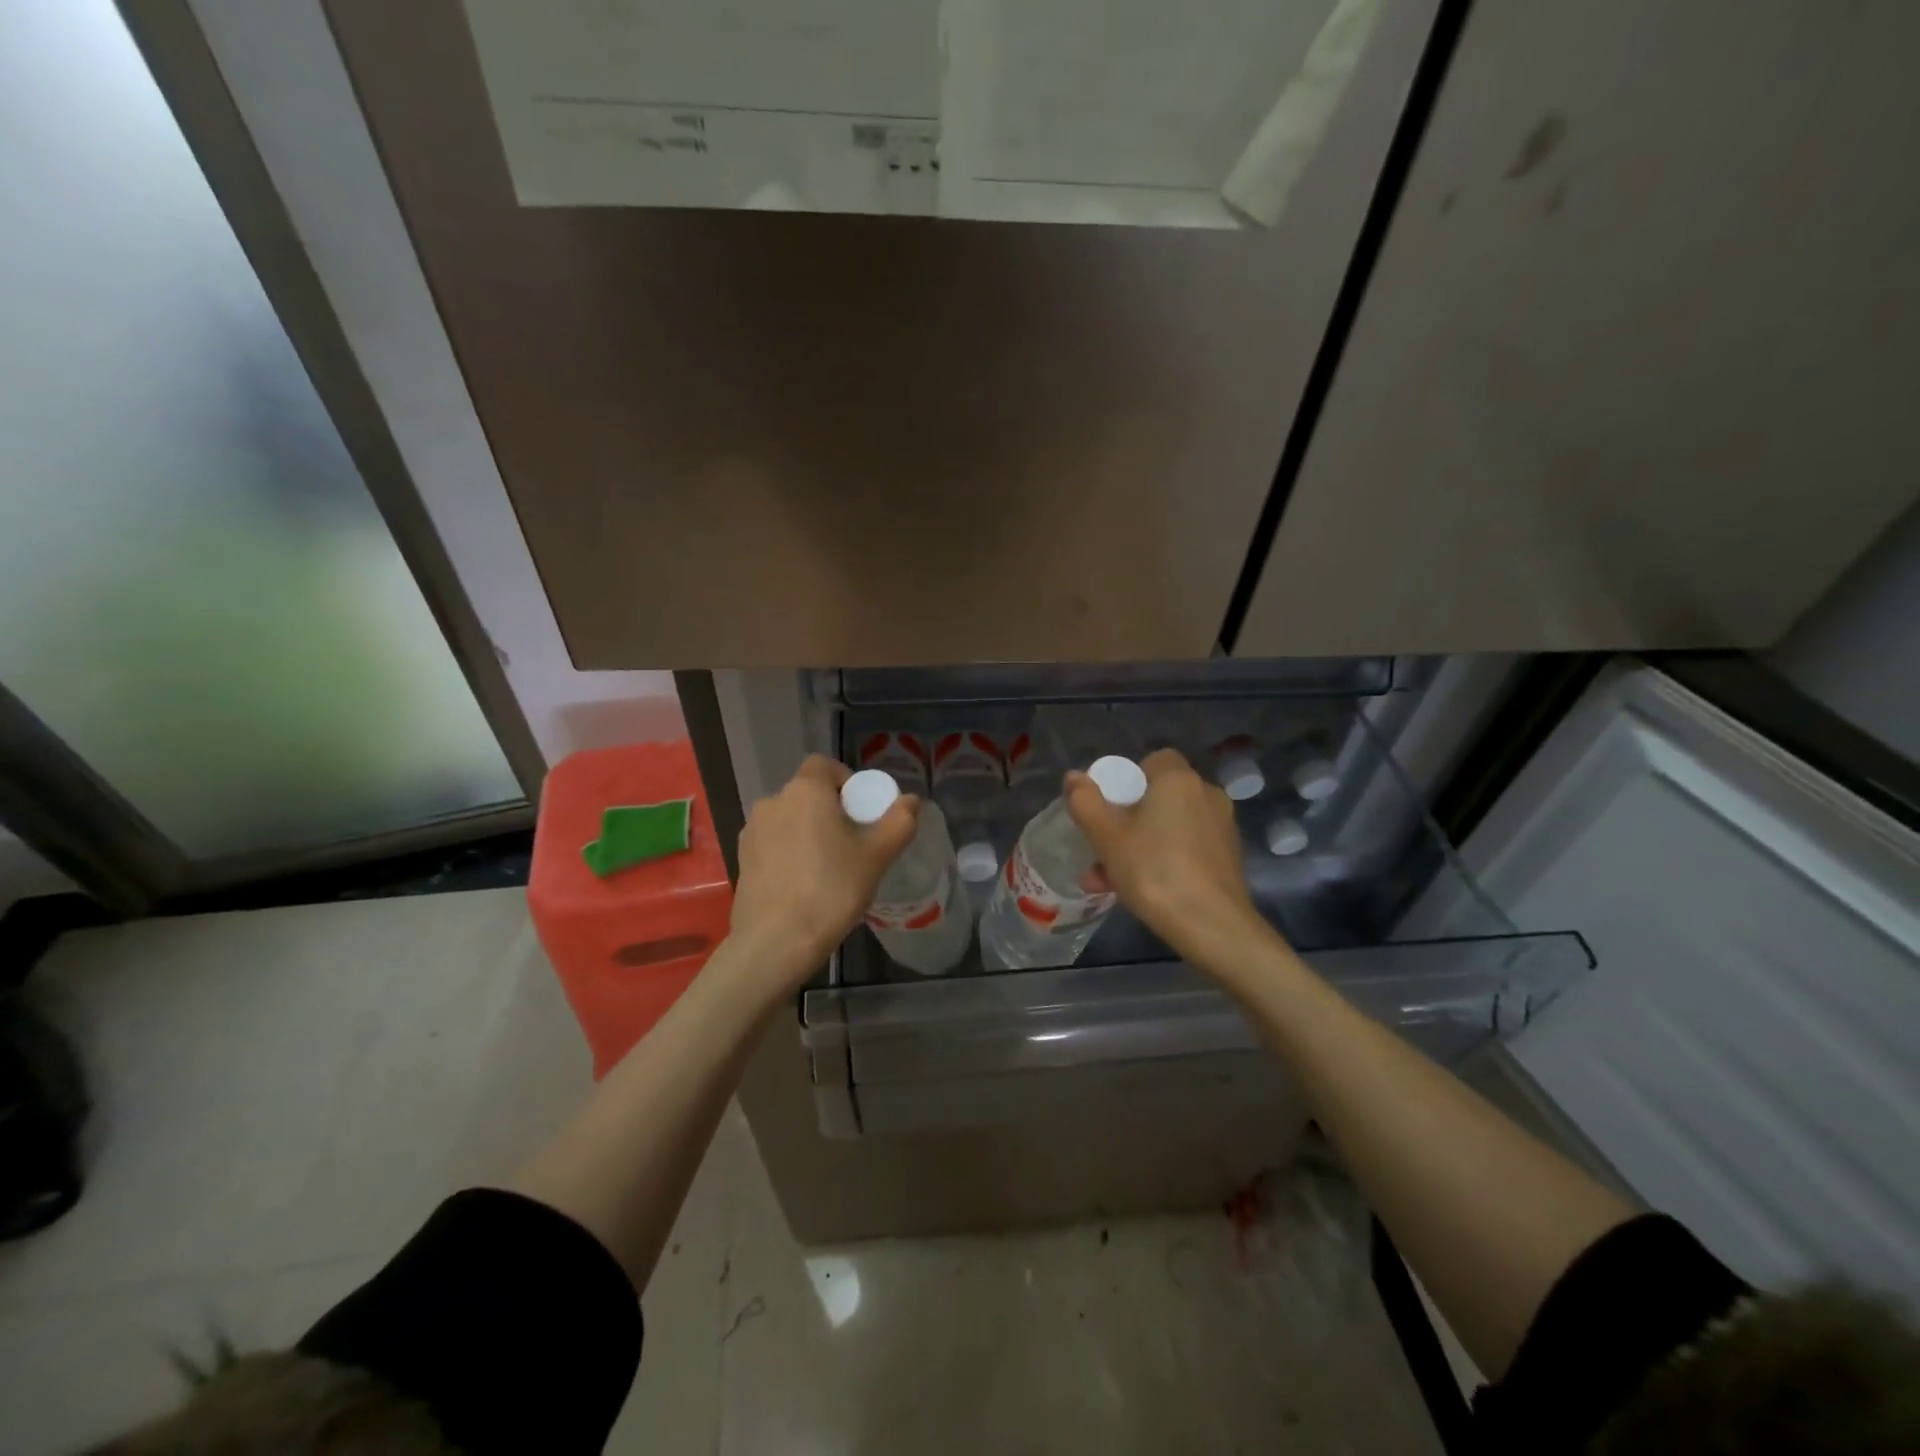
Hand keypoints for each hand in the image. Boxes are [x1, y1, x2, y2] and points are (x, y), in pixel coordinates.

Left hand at [728, 755, 917, 985]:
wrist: (776, 942)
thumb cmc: (831, 889)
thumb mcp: (877, 856)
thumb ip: (899, 822)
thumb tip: (910, 801)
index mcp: (805, 791)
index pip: (824, 765)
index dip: (846, 781)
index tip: (862, 811)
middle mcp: (773, 802)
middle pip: (807, 794)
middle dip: (830, 810)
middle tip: (853, 844)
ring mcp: (752, 831)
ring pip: (790, 820)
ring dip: (809, 833)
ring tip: (828, 868)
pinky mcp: (742, 860)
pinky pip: (774, 844)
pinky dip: (790, 853)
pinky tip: (804, 885)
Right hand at [1066, 749, 1267, 964]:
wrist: (1212, 926)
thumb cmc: (1154, 871)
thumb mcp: (1107, 837)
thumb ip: (1086, 802)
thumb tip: (1074, 777)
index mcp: (1179, 780)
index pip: (1154, 760)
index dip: (1127, 779)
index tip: (1109, 807)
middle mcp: (1206, 795)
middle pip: (1158, 797)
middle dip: (1125, 822)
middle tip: (1101, 850)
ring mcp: (1222, 828)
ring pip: (1169, 827)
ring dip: (1138, 846)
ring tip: (1107, 881)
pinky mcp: (1229, 858)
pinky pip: (1186, 848)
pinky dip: (1163, 861)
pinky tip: (1140, 891)